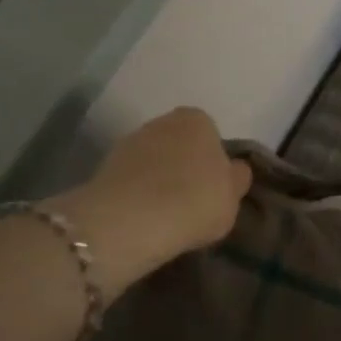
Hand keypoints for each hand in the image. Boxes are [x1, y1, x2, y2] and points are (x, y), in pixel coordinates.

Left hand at [55, 108, 252, 295]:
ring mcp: (129, 142)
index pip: (211, 135)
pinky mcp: (104, 167)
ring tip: (166, 214)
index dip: (213, 163)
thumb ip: (236, 179)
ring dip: (158, 180)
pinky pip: (132, 180)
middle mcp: (162, 121)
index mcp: (197, 120)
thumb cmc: (195, 201)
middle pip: (179, 144)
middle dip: (184, 166)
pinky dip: (137, 194)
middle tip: (191, 201)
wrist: (132, 220)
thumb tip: (233, 170)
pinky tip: (144, 218)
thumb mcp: (233, 197)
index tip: (214, 188)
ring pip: (153, 161)